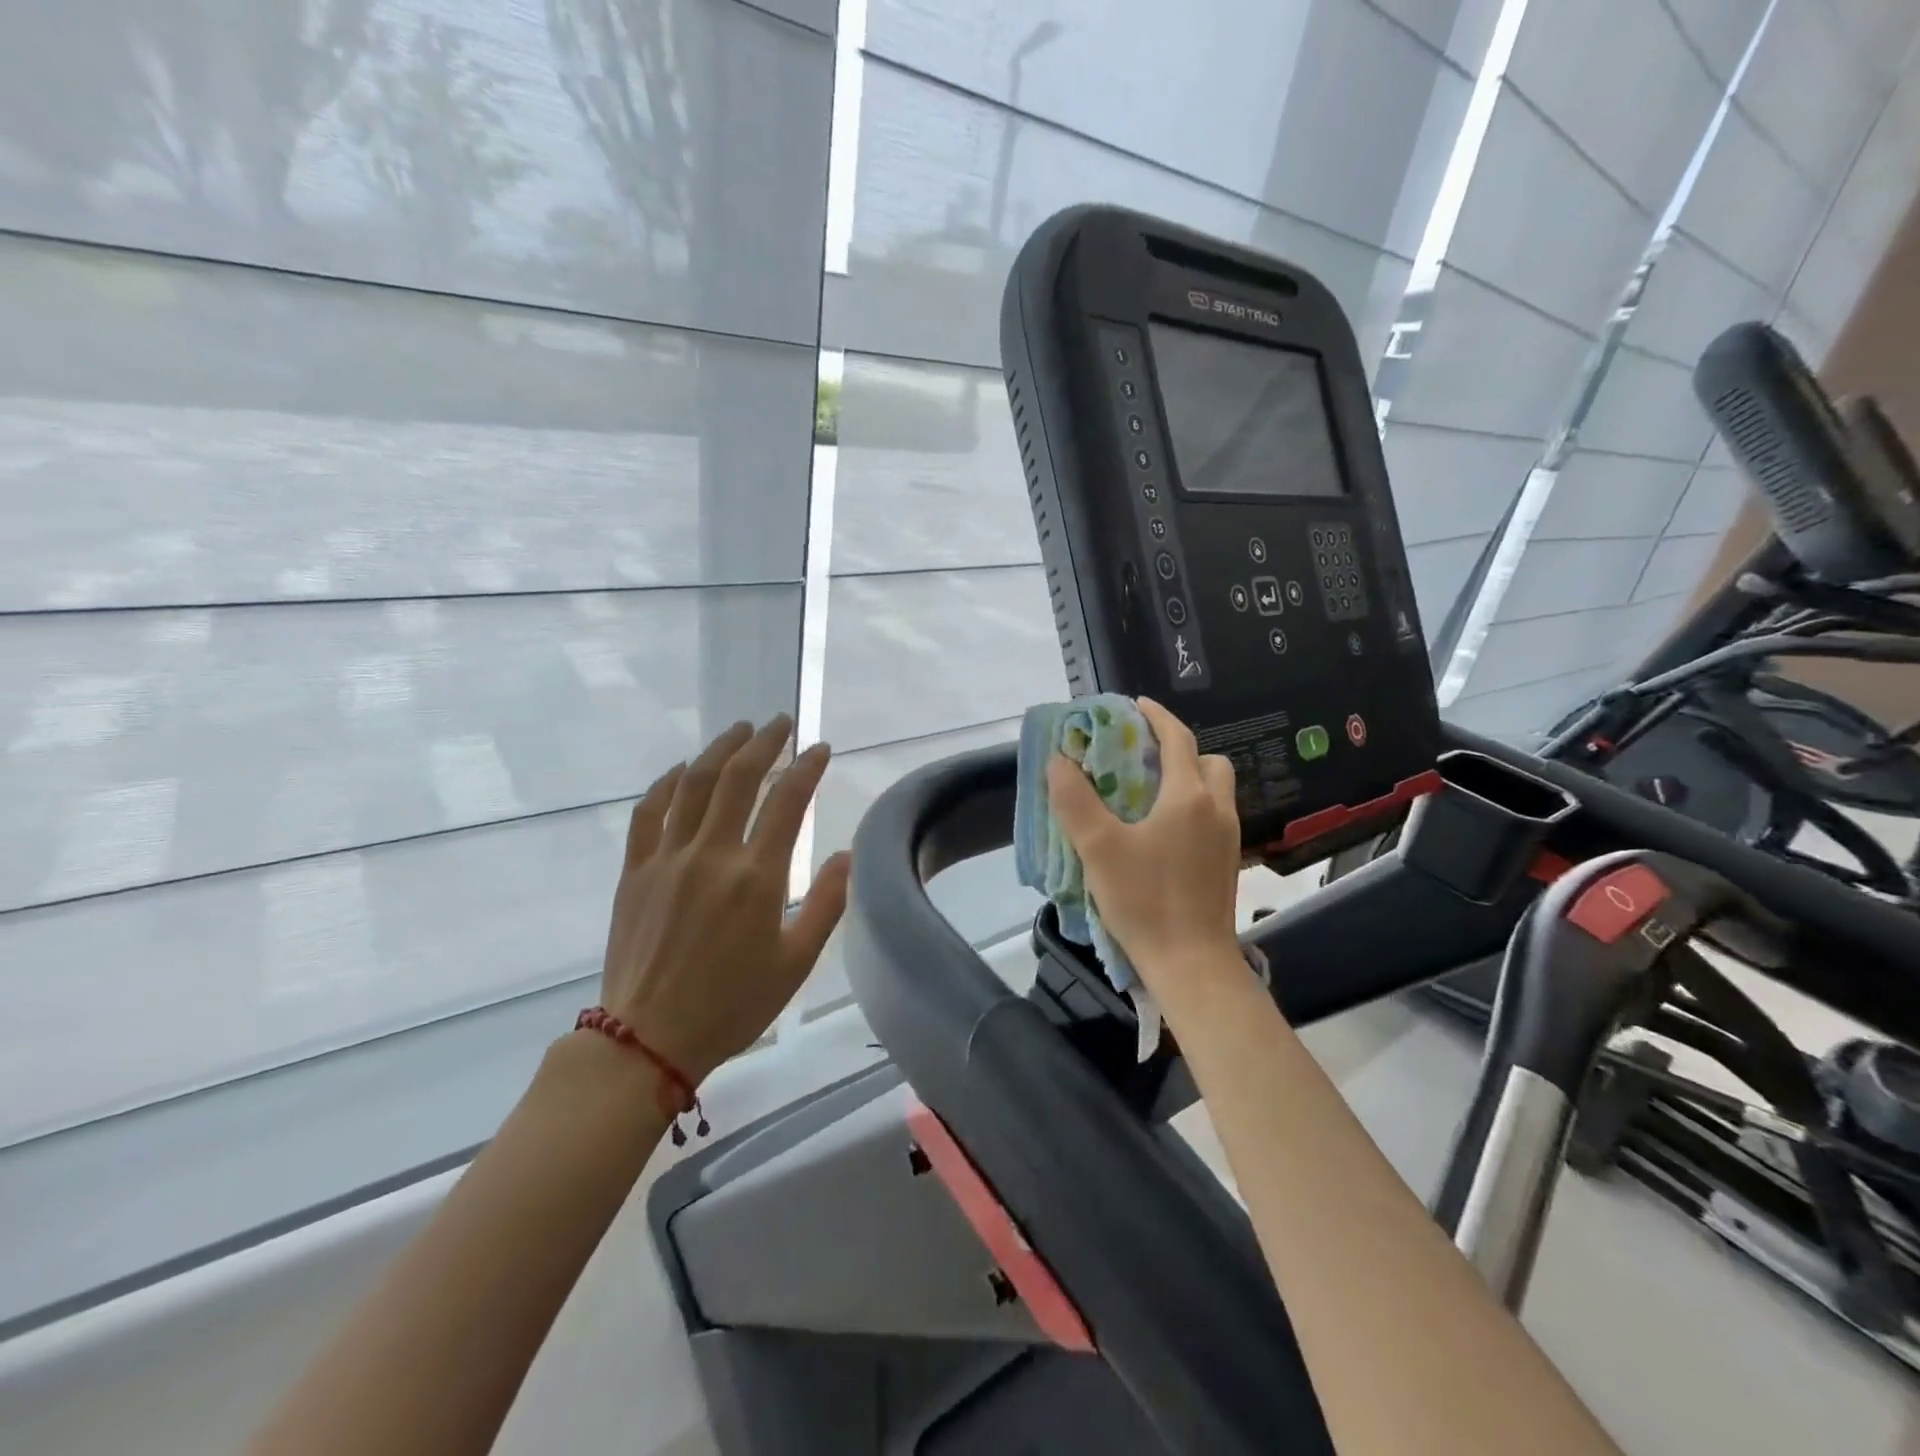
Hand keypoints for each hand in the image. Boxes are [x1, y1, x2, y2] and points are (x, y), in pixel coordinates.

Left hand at [599, 716, 849, 1085]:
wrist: (649, 1040)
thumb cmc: (733, 1004)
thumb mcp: (796, 962)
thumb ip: (827, 903)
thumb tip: (849, 854)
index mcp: (756, 878)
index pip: (787, 802)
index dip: (806, 767)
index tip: (820, 749)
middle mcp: (711, 855)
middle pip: (739, 778)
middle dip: (764, 742)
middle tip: (781, 722)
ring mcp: (667, 859)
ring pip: (693, 784)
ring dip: (719, 750)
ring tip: (740, 731)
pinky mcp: (634, 871)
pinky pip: (648, 812)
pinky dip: (667, 783)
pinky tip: (682, 770)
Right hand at [1046, 698, 1244, 1005]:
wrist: (1192, 964)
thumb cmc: (1144, 900)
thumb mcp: (1098, 848)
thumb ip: (1074, 800)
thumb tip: (1059, 761)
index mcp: (1188, 796)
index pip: (1178, 738)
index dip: (1156, 716)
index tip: (1135, 705)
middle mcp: (1216, 809)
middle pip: (1207, 761)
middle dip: (1179, 749)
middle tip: (1143, 756)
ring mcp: (1228, 838)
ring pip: (1215, 790)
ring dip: (1188, 779)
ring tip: (1149, 793)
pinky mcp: (1228, 863)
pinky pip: (1213, 816)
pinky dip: (1193, 807)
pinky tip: (1163, 832)